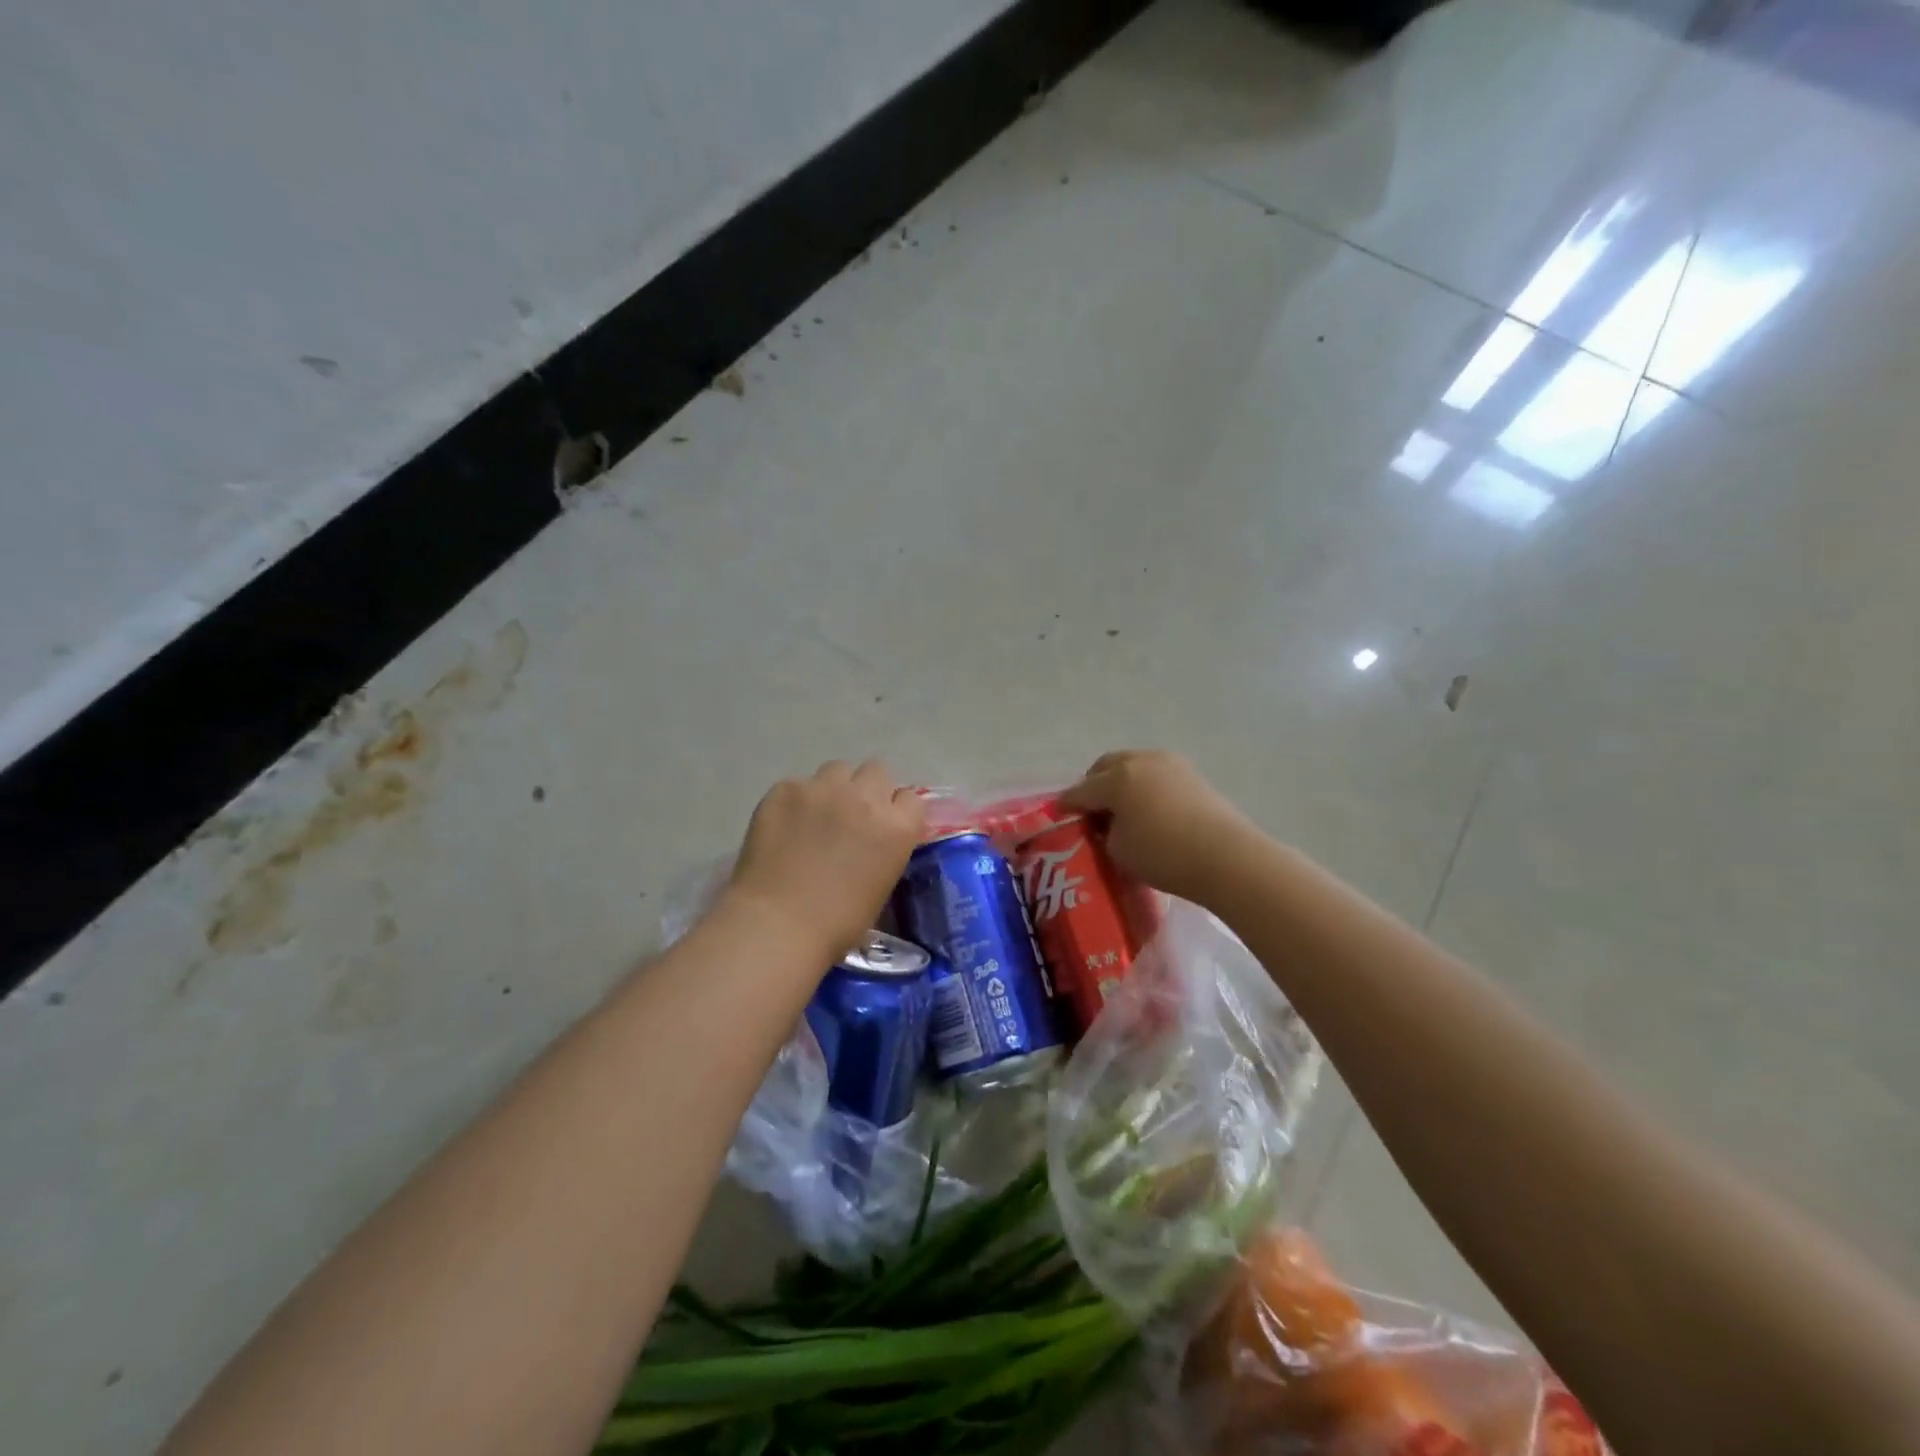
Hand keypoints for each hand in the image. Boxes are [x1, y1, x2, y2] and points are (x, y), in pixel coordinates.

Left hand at [723, 760, 925, 959]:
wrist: (777, 925)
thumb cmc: (837, 923)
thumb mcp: (881, 886)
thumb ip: (884, 851)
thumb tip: (871, 842)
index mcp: (897, 827)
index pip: (910, 797)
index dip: (896, 810)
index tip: (883, 826)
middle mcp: (865, 797)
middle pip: (876, 771)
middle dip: (868, 789)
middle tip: (851, 815)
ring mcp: (823, 789)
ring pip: (837, 770)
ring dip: (834, 788)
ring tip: (816, 815)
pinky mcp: (786, 789)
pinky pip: (798, 785)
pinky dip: (795, 801)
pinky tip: (783, 826)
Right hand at [1060, 750, 1256, 904]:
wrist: (1228, 858)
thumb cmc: (1164, 855)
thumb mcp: (1119, 850)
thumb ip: (1105, 832)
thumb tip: (1109, 824)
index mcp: (1115, 778)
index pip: (1080, 791)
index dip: (1066, 804)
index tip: (1058, 814)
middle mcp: (1139, 761)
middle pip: (1105, 767)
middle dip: (1093, 785)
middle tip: (1091, 811)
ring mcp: (1169, 763)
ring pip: (1132, 765)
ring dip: (1121, 782)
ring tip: (1121, 809)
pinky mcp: (1192, 774)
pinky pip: (1156, 774)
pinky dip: (1145, 786)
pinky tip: (1148, 809)